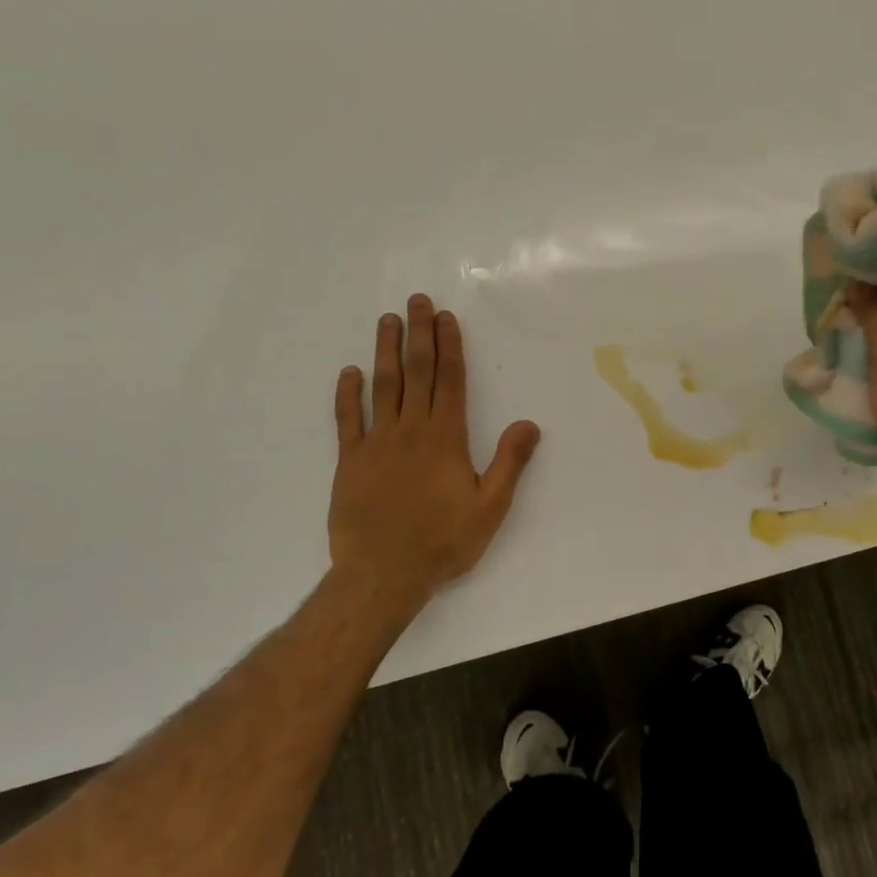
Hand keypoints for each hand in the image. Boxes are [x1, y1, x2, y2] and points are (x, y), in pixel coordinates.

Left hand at [327, 295, 541, 623]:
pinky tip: (349, 373)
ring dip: (385, 351)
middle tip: (416, 301)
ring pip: (381, 386)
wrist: (382, 575)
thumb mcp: (490, 507)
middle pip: (415, 372)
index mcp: (445, 438)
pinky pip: (347, 419)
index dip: (448, 346)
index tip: (445, 317)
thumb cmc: (443, 542)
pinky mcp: (349, 461)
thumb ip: (509, 463)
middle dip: (418, 334)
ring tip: (387, 321)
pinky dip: (347, 394)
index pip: (449, 380)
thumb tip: (529, 423)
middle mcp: (410, 430)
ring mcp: (376, 443)